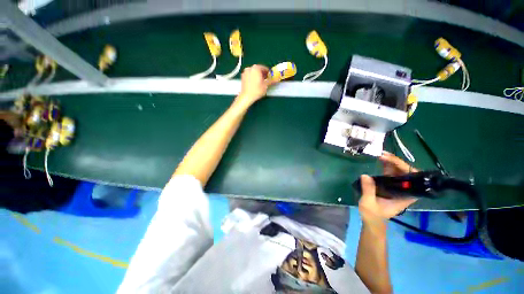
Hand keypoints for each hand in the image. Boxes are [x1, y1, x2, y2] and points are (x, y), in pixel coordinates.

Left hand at [236, 65, 273, 106]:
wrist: (246, 97)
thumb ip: (271, 81)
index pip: (265, 68)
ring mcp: (245, 72)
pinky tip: (255, 84)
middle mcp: (250, 68)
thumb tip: (277, 79)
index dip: (269, 73)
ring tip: (261, 82)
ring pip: (254, 72)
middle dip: (263, 74)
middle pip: (259, 70)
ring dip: (258, 76)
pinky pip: (250, 75)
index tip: (270, 77)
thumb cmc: (257, 91)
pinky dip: (253, 78)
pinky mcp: (243, 77)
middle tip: (266, 80)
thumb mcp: (266, 85)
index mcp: (256, 68)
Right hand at [358, 152, 417, 225]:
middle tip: (384, 155)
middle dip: (397, 163)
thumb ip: (368, 190)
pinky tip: (381, 161)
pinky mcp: (390, 186)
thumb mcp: (369, 203)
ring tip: (382, 155)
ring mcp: (397, 188)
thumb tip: (365, 175)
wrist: (372, 221)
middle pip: (407, 174)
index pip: (412, 181)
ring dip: (392, 162)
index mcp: (404, 197)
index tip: (393, 162)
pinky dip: (387, 166)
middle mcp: (404, 191)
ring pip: (399, 172)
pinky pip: (391, 174)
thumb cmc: (372, 215)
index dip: (405, 169)